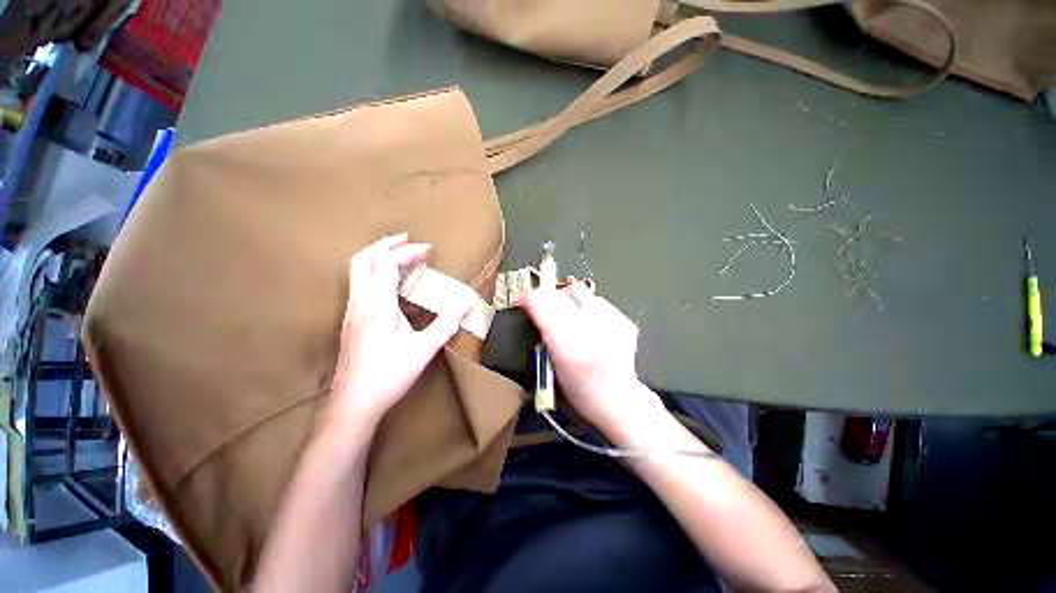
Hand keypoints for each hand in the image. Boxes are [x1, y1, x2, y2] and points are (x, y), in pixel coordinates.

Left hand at [330, 233, 473, 428]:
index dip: (407, 252)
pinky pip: (360, 284)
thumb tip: (468, 302)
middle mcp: (359, 302)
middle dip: (386, 244)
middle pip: (363, 259)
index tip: (428, 251)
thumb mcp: (424, 349)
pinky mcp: (351, 319)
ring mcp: (351, 310)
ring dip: (379, 256)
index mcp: (377, 306)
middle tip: (407, 239)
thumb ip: (447, 323)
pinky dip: (376, 272)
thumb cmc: (389, 375)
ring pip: (357, 270)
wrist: (354, 403)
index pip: (386, 264)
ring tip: (400, 255)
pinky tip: (393, 285)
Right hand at [519, 282, 662, 434]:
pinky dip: (588, 307)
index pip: (541, 304)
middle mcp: (589, 331)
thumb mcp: (550, 368)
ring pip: (579, 292)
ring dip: (568, 301)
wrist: (619, 401)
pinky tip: (590, 324)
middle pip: (559, 294)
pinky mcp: (623, 321)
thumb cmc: (581, 392)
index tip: (522, 300)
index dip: (527, 298)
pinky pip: (597, 301)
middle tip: (545, 309)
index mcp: (566, 348)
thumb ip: (543, 335)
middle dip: (547, 298)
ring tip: (569, 317)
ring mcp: (610, 324)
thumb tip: (535, 309)